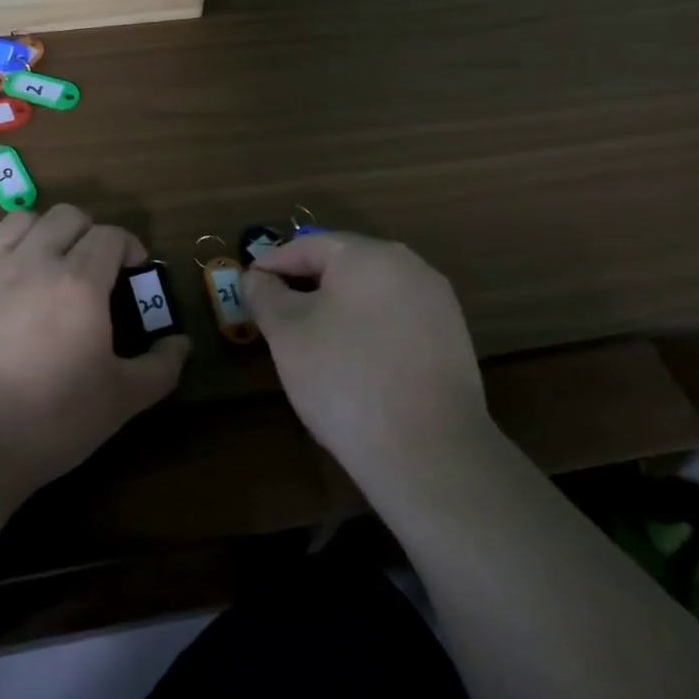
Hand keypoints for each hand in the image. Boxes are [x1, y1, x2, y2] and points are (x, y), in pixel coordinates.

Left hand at [0, 204, 189, 499]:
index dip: (130, 246)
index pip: (110, 235)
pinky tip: (7, 278)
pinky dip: (1, 250)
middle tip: (97, 268)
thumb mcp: (121, 400)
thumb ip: (160, 368)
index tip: (135, 271)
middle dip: (90, 232)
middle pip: (66, 216)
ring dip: (45, 232)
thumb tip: (181, 344)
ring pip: (21, 220)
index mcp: (79, 281)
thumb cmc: (50, 420)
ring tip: (52, 264)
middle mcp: (34, 262)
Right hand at [241, 234, 494, 486]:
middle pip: (343, 265)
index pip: (308, 246)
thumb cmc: (344, 378)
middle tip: (273, 313)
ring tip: (307, 339)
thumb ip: (265, 295)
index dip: (272, 264)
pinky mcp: (451, 340)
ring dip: (335, 307)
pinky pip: (395, 319)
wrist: (428, 452)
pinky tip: (350, 360)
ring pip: (371, 293)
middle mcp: (410, 267)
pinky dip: (366, 328)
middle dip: (304, 285)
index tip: (247, 286)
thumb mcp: (287, 333)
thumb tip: (256, 277)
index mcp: (369, 255)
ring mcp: (437, 303)